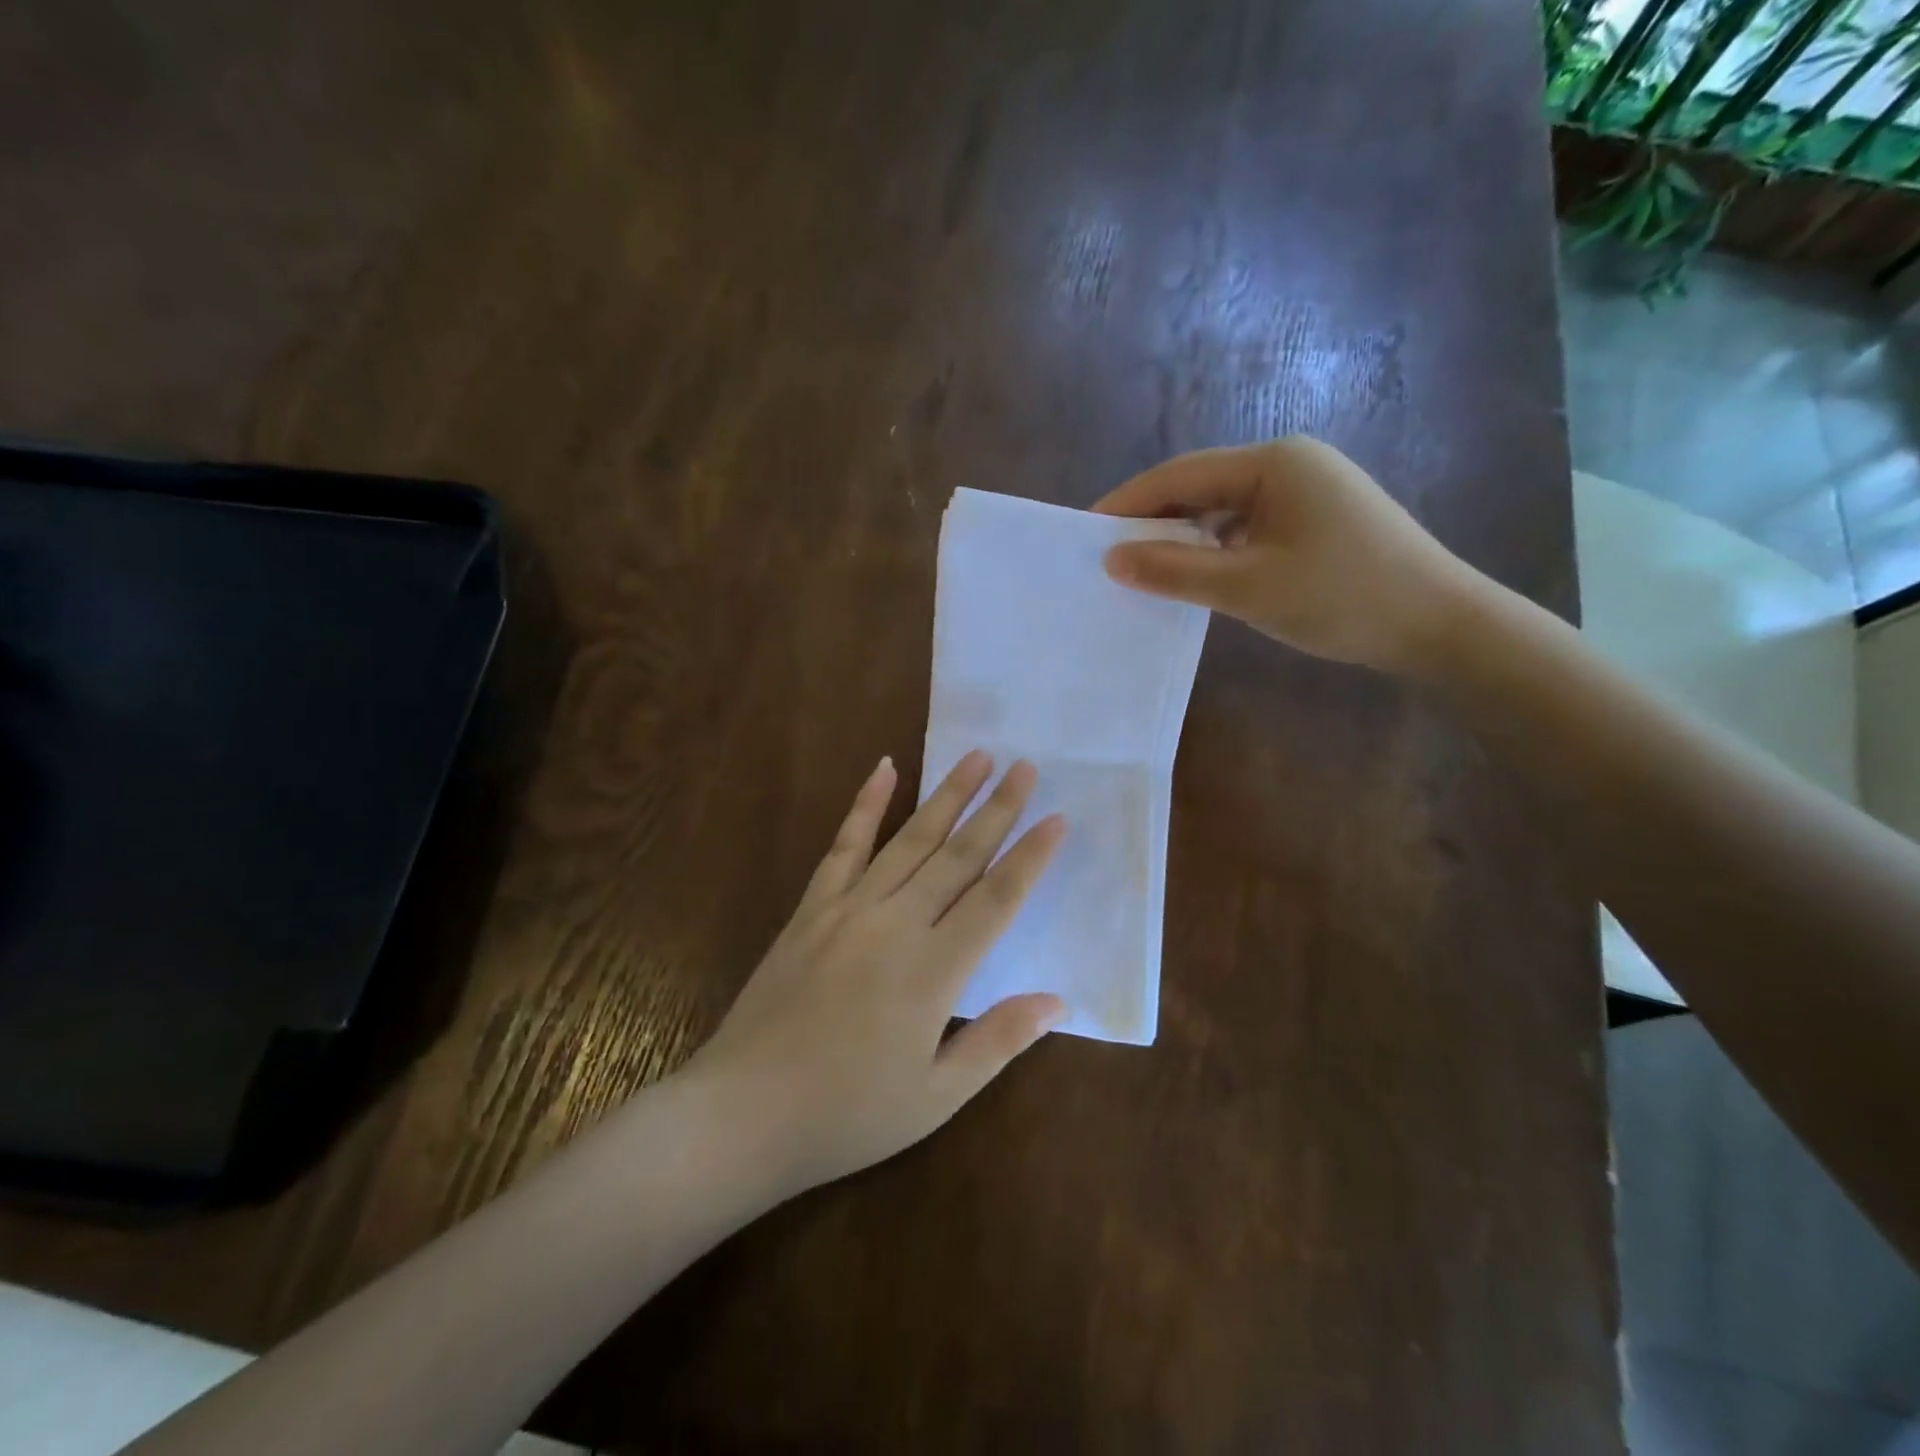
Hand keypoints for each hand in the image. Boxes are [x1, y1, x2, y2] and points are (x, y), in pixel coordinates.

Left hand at [685, 751, 1065, 1195]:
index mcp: (933, 971)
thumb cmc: (846, 1114)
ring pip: (909, 839)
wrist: (743, 1112)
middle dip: (998, 809)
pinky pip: (844, 845)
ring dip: (947, 795)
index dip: (1030, 857)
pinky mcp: (812, 907)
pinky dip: (866, 804)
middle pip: (958, 856)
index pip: (996, 899)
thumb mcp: (935, 1097)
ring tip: (977, 757)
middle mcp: (896, 924)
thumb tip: (1057, 1000)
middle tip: (1026, 767)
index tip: (1057, 818)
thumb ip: (998, 1041)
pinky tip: (884, 768)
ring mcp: (849, 908)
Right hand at [1094, 437, 1487, 674]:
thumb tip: (1112, 559)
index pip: (1180, 475)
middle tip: (1109, 557)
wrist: (1439, 625)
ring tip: (1142, 570)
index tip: (1086, 533)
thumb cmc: (1341, 598)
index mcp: (1274, 463)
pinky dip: (1214, 550)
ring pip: (1222, 510)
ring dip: (1183, 538)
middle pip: (1200, 487)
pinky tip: (1195, 576)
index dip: (1128, 503)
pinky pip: (1246, 527)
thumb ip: (1174, 571)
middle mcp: (1289, 464)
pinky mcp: (1315, 520)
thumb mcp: (1247, 587)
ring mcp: (1306, 491)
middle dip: (1153, 522)